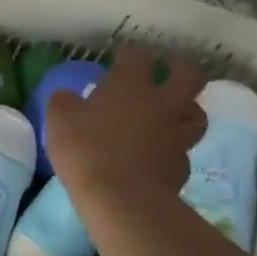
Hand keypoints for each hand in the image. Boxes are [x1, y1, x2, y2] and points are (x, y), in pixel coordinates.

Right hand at [46, 44, 206, 213]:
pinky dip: (174, 151)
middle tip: (169, 71)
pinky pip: (184, 152)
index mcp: (131, 85)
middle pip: (189, 75)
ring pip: (197, 114)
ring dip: (187, 110)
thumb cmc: (87, 151)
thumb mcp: (59, 121)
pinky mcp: (182, 168)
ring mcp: (176, 136)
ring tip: (173, 114)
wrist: (123, 201)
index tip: (122, 58)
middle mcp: (161, 104)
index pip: (139, 55)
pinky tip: (161, 157)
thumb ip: (64, 103)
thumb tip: (67, 97)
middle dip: (181, 69)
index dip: (131, 54)